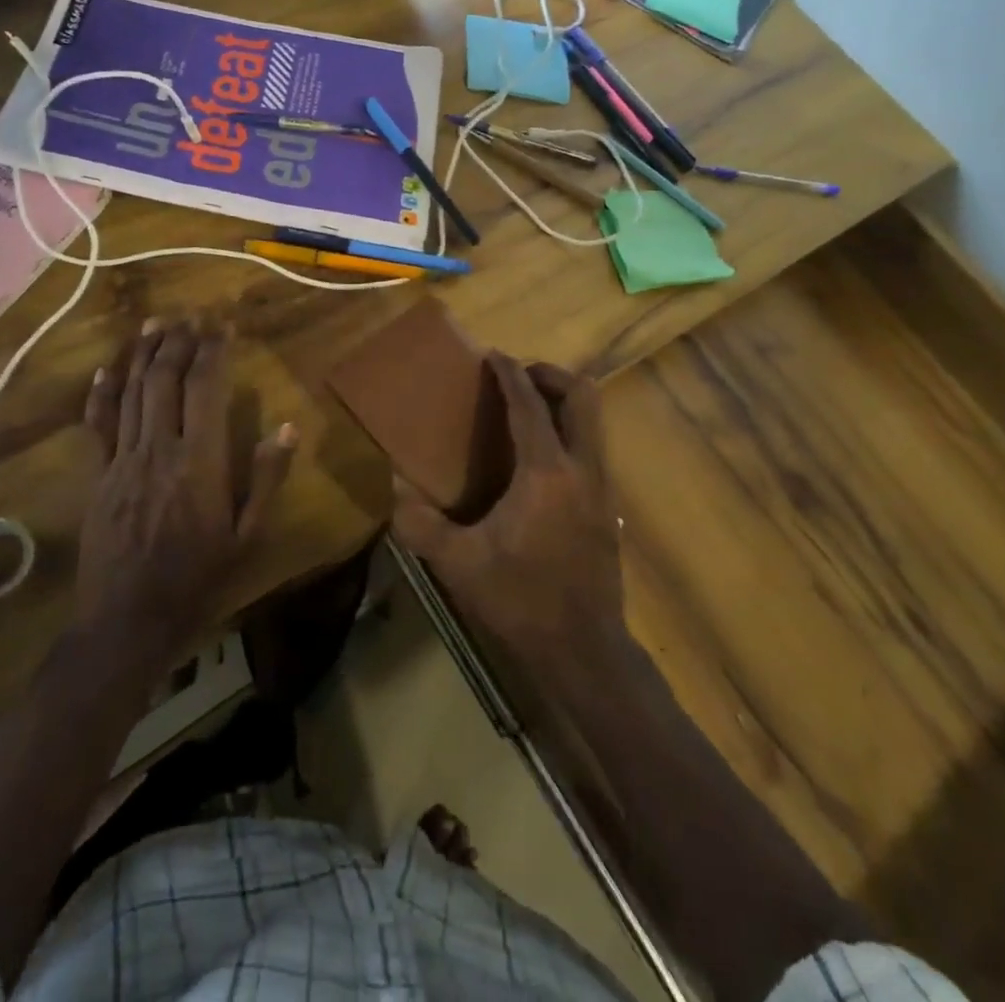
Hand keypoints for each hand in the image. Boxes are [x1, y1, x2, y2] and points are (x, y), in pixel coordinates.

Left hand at [76, 318, 295, 670]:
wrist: (127, 621)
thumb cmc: (198, 579)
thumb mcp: (248, 536)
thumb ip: (266, 479)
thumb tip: (289, 427)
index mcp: (199, 462)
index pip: (206, 389)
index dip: (214, 350)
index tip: (223, 323)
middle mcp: (158, 450)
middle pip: (165, 380)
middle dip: (179, 341)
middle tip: (192, 315)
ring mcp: (121, 462)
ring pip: (131, 394)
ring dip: (143, 355)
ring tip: (156, 323)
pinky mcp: (97, 477)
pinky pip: (97, 425)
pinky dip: (102, 393)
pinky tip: (106, 369)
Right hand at [389, 353, 627, 676]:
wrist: (584, 650)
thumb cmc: (520, 601)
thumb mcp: (459, 564)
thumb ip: (421, 523)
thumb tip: (396, 487)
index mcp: (546, 473)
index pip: (530, 405)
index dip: (511, 374)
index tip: (494, 355)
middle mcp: (582, 468)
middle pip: (581, 396)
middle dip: (550, 375)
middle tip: (518, 377)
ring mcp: (602, 487)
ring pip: (593, 420)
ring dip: (563, 402)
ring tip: (527, 410)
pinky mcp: (608, 507)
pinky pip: (592, 446)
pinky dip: (569, 431)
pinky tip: (539, 459)